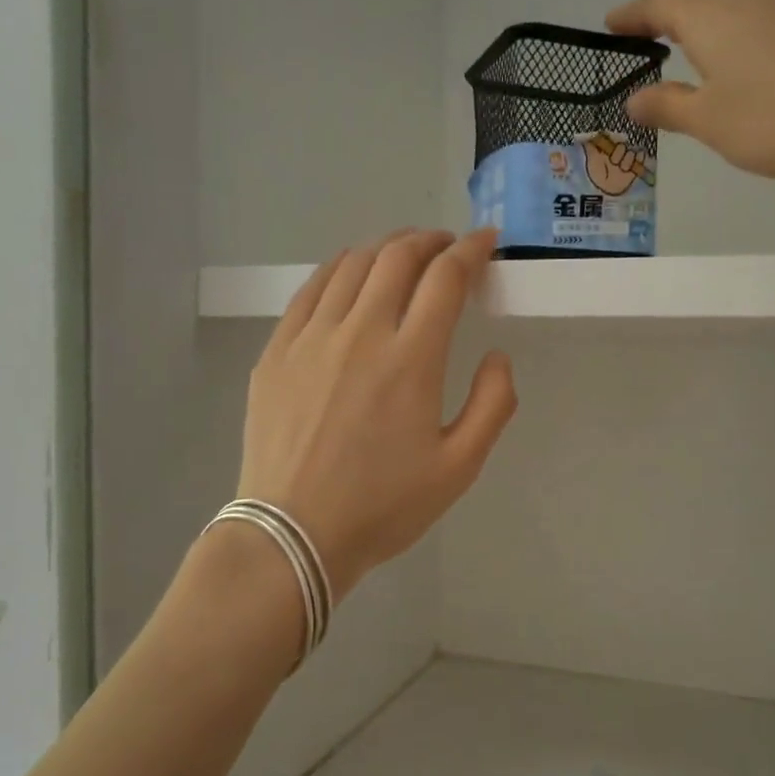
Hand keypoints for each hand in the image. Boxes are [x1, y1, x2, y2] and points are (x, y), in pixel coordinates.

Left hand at [236, 228, 516, 595]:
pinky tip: (350, 275)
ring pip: (352, 265)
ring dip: (386, 249)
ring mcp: (311, 338)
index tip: (486, 243)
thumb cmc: (383, 507)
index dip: (470, 251)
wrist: (293, 534)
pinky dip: (340, 269)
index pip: (446, 279)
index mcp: (411, 360)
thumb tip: (497, 356)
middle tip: (446, 247)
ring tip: (404, 255)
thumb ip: (493, 405)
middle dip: (429, 241)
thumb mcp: (459, 468)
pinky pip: (311, 289)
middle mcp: (361, 333)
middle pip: (397, 258)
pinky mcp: (277, 350)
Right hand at [606, 0, 774, 185]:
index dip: (631, 14)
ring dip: (697, 10)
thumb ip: (668, 106)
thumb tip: (634, 98)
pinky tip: (732, 53)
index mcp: (710, 16)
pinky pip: (751, 9)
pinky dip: (726, 21)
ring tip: (682, 42)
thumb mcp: (709, 122)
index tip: (610, 27)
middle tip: (642, 33)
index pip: (659, 2)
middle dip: (662, 5)